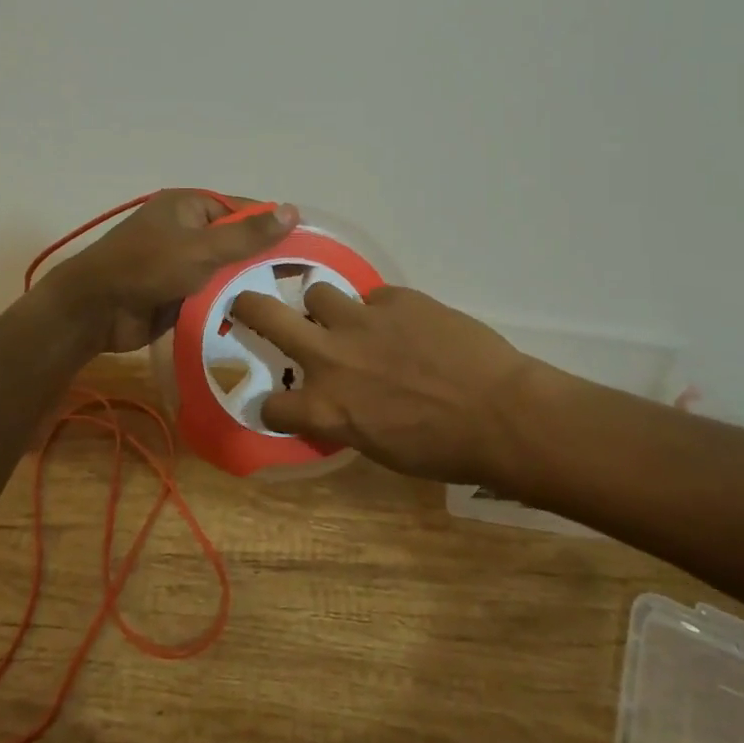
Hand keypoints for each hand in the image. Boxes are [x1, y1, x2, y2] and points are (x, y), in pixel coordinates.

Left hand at [44, 191, 298, 354]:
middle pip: (237, 241)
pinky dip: (231, 301)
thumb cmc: (146, 268)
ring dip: (248, 283)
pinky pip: (213, 292)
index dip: (274, 226)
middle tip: (305, 280)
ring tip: (291, 302)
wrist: (94, 311)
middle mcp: (188, 229)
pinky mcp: (179, 291)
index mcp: (190, 206)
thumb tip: (293, 210)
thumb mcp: (201, 249)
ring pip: (227, 270)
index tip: (309, 247)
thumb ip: (247, 234)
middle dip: (264, 259)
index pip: (243, 210)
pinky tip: (261, 316)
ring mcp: (182, 262)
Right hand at [228, 284, 534, 484]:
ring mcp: (361, 320)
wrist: (500, 413)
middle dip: (247, 307)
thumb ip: (346, 417)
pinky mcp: (396, 298)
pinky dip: (383, 311)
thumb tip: (342, 401)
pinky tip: (408, 326)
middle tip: (243, 304)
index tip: (280, 402)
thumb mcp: (380, 447)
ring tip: (349, 319)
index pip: (270, 405)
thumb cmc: (443, 449)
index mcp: (325, 407)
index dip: (273, 405)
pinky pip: (374, 297)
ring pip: (317, 293)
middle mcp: (330, 357)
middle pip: (265, 315)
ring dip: (326, 308)